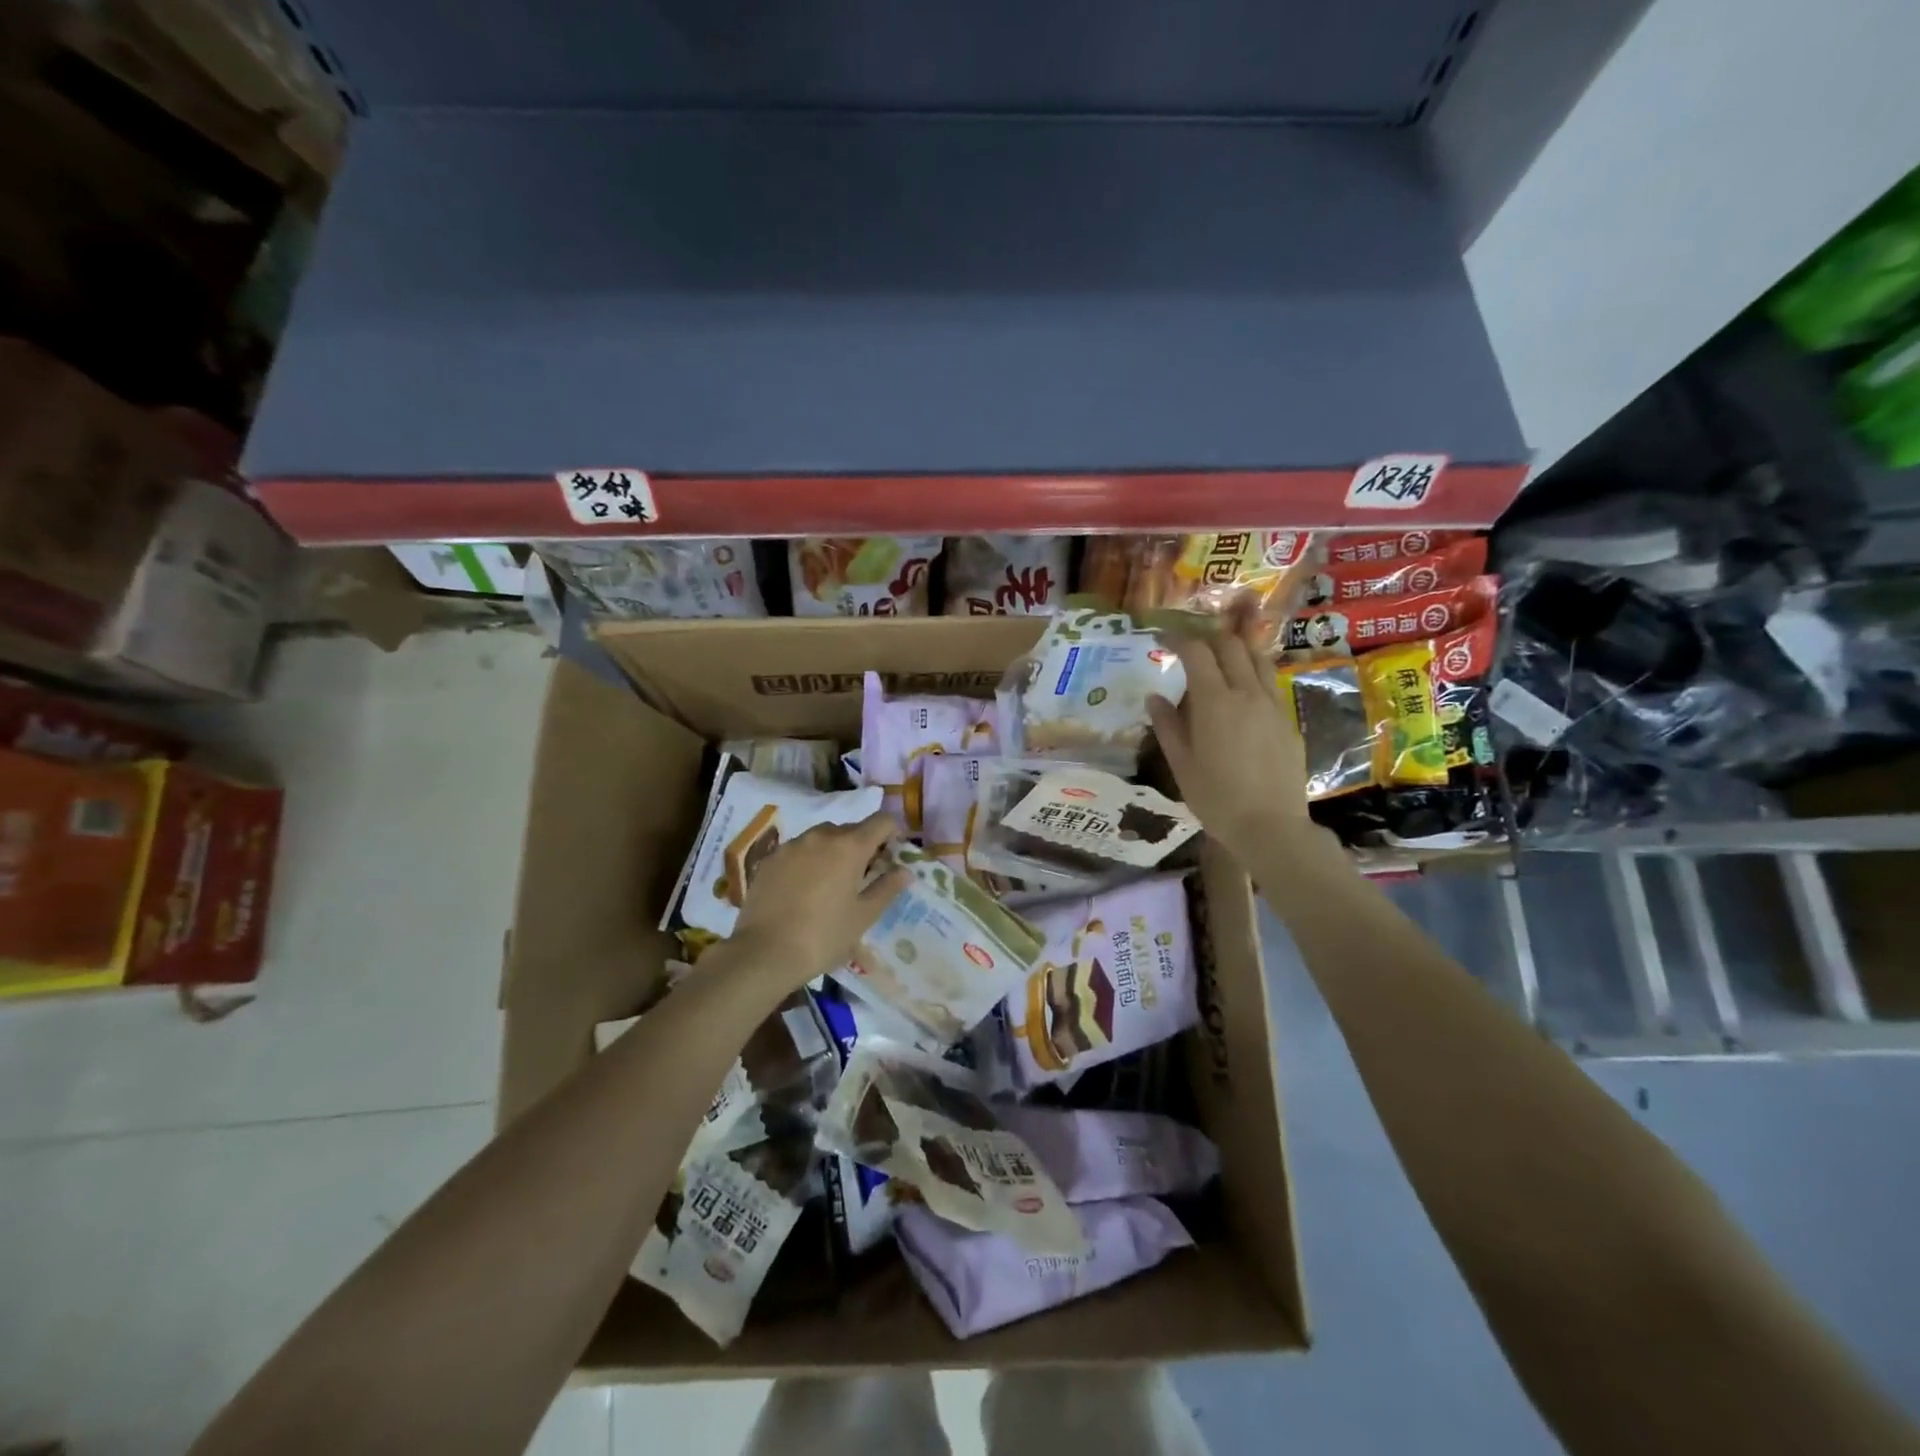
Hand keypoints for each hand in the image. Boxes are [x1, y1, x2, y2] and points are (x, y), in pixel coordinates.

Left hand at [729, 813, 909, 989]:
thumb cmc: (823, 936)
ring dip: (833, 852)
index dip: (892, 833)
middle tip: (862, 877)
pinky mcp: (770, 859)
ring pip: (822, 838)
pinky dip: (808, 861)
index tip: (891, 855)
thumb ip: (886, 889)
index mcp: (850, 847)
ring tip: (830, 884)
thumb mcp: (863, 917)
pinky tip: (803, 890)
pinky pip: (798, 851)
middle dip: (861, 846)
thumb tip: (905, 871)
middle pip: (851, 829)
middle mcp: (821, 836)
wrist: (763, 953)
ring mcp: (792, 845)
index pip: (881, 821)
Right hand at [1147, 620, 1316, 864]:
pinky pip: (1269, 683)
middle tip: (1189, 646)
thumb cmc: (1216, 798)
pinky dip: (1251, 674)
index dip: (1178, 639)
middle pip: (1230, 646)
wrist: (1271, 826)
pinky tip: (1241, 692)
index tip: (1162, 639)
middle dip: (1207, 638)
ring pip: (1257, 659)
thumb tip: (1155, 696)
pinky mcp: (1287, 721)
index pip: (1197, 651)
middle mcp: (1246, 693)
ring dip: (1235, 650)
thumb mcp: (1181, 764)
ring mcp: (1272, 705)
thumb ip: (1168, 725)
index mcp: (1214, 702)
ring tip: (1218, 659)